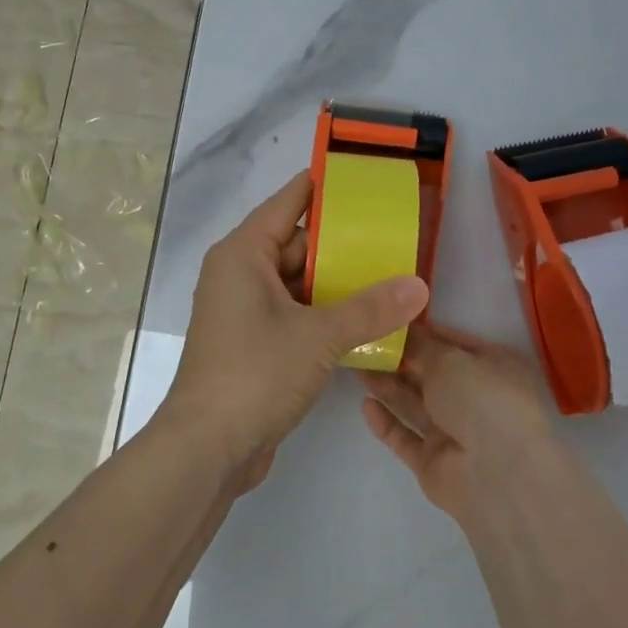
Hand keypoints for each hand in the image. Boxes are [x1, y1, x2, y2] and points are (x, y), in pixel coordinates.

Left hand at [165, 170, 428, 488]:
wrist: (207, 448)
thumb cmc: (255, 374)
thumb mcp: (318, 336)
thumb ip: (370, 308)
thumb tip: (420, 286)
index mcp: (243, 254)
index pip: (288, 203)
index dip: (325, 188)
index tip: (365, 179)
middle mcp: (240, 274)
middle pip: (297, 245)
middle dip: (343, 246)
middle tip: (393, 240)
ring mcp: (245, 311)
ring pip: (298, 284)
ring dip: (337, 285)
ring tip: (389, 279)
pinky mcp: (253, 343)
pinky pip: (294, 314)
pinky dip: (324, 315)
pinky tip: (365, 322)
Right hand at [360, 322, 558, 522]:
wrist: (499, 476)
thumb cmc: (484, 400)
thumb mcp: (450, 360)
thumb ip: (420, 345)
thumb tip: (400, 327)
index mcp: (493, 367)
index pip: (453, 342)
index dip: (421, 331)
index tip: (386, 319)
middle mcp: (476, 398)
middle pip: (430, 374)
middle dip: (398, 359)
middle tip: (360, 341)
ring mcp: (454, 433)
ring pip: (414, 404)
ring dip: (387, 385)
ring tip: (354, 366)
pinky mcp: (434, 462)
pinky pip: (405, 437)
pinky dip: (387, 422)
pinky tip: (366, 405)